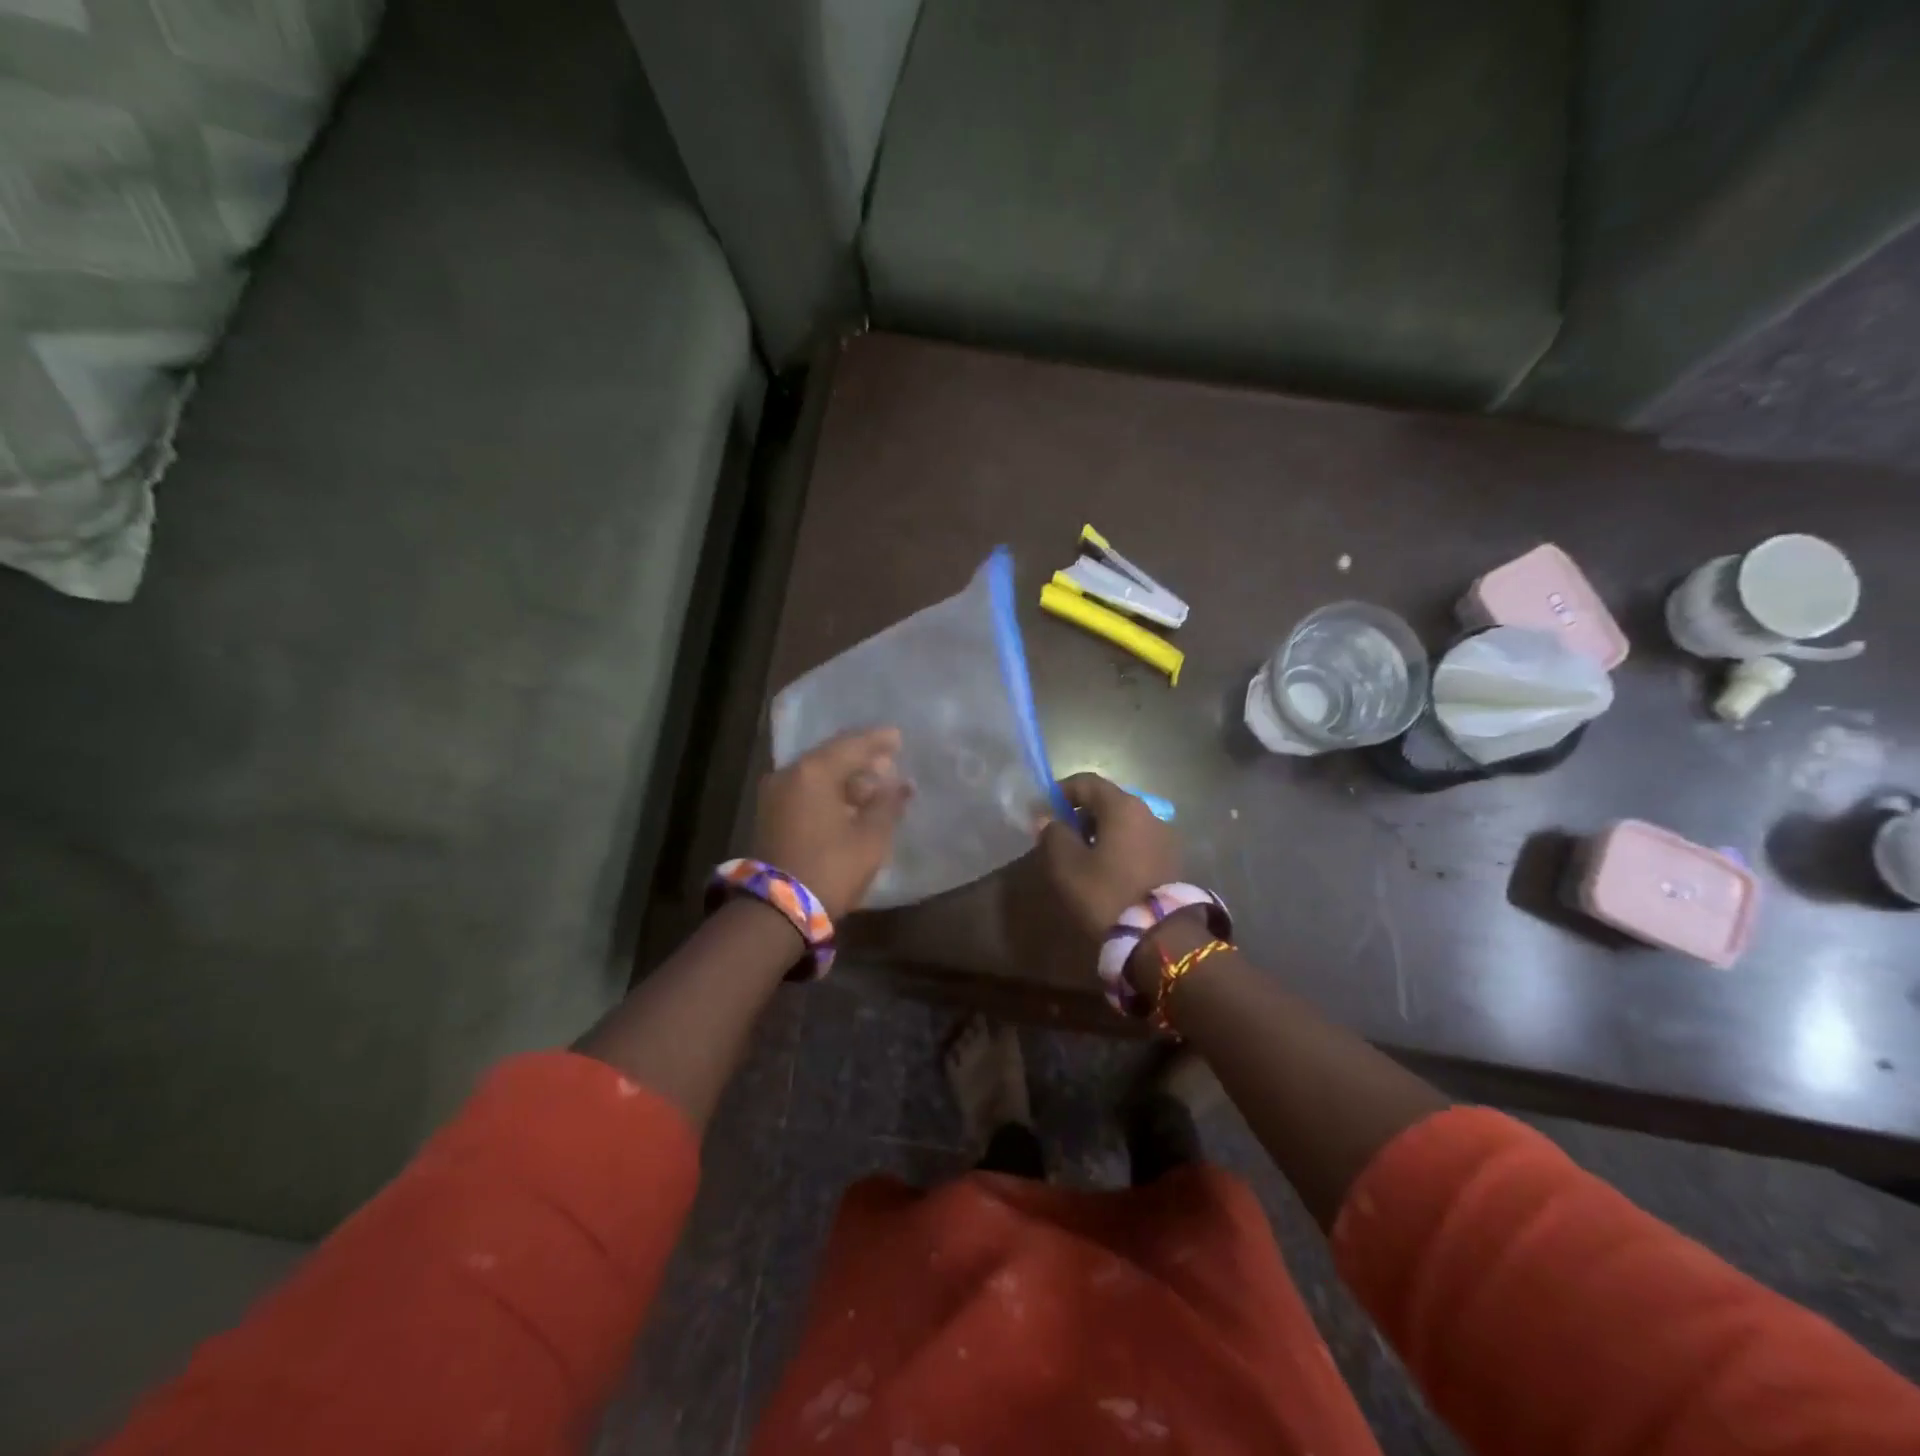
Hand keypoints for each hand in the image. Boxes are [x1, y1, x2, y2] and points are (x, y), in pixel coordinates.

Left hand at [751, 727, 912, 918]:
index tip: (899, 738)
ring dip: (846, 778)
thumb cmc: (831, 867)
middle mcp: (790, 773)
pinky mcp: (771, 813)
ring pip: (818, 774)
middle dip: (862, 759)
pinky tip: (851, 803)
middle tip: (890, 764)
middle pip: (832, 756)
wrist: (778, 909)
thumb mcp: (870, 837)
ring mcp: (776, 793)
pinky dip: (829, 791)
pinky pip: (806, 790)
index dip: (879, 740)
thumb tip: (902, 785)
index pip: (852, 744)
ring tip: (875, 789)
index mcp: (814, 771)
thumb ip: (888, 804)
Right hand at [1040, 772, 1183, 937]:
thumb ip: (1053, 834)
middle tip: (1060, 837)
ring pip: (1125, 823)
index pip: (1086, 782)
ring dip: (1101, 832)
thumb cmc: (1106, 893)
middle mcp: (1149, 813)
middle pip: (1108, 801)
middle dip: (1081, 814)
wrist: (1160, 937)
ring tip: (1083, 858)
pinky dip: (1120, 847)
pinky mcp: (1173, 860)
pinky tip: (1107, 872)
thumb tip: (1048, 818)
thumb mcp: (1067, 865)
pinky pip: (1139, 842)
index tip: (1043, 810)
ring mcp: (1165, 836)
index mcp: (1122, 806)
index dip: (1061, 791)